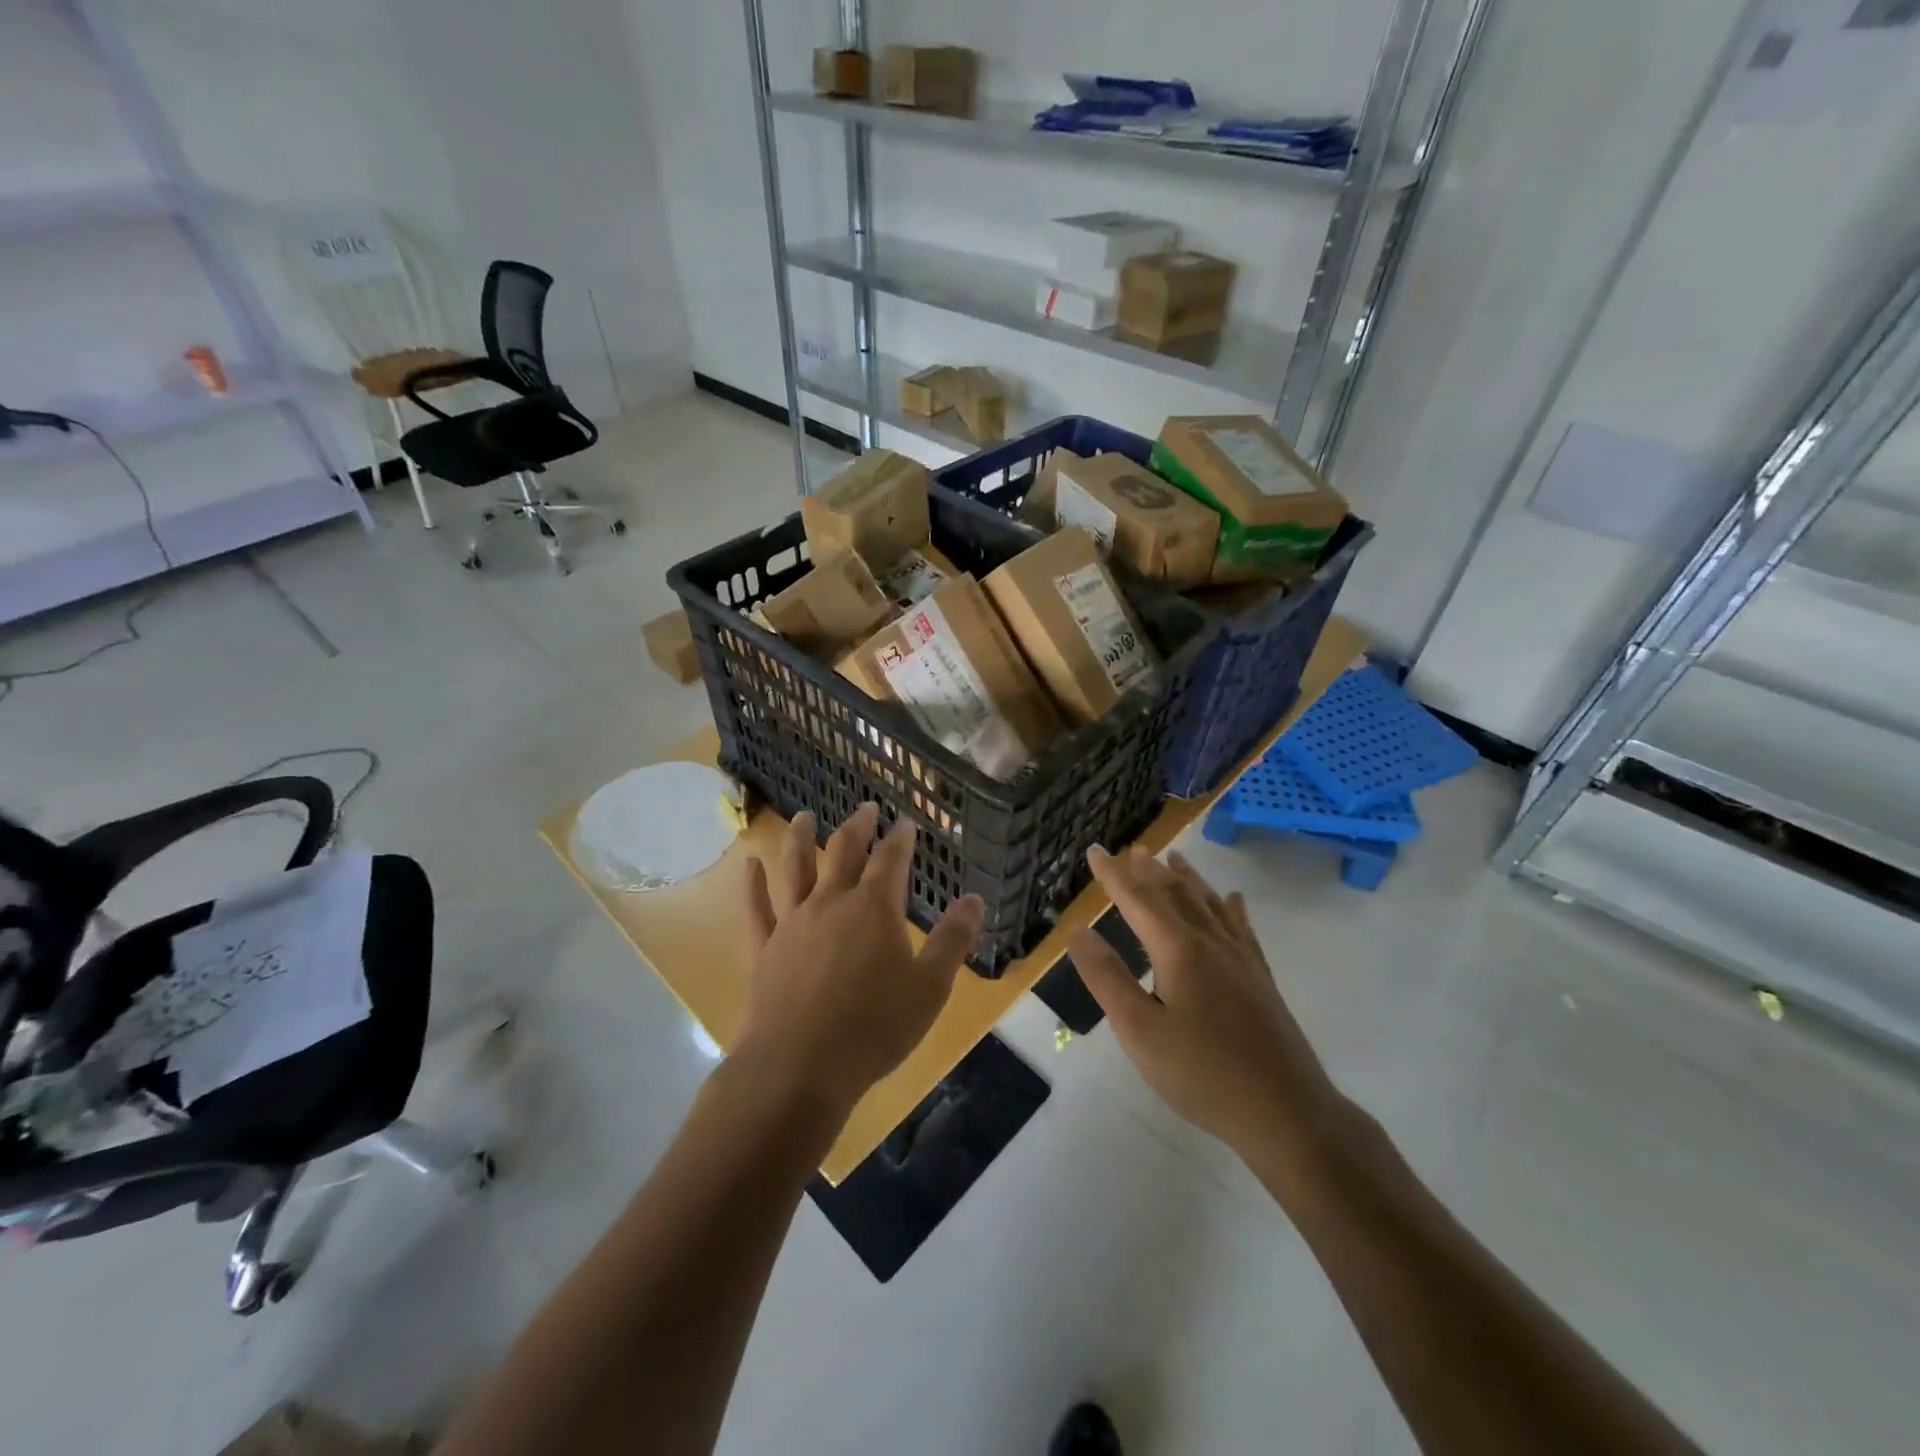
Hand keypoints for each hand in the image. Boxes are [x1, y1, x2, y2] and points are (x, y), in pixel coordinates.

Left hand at [733, 803, 983, 1118]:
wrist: (800, 1067)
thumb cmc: (874, 1028)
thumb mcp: (930, 987)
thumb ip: (953, 940)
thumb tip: (974, 899)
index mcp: (874, 908)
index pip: (891, 859)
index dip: (901, 838)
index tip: (906, 822)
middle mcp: (831, 902)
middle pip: (844, 852)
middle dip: (858, 827)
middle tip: (866, 808)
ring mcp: (793, 922)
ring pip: (795, 868)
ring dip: (801, 839)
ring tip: (805, 817)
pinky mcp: (764, 948)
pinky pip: (756, 907)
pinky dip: (752, 884)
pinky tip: (749, 864)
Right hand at [1070, 846, 1347, 1174]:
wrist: (1287, 1113)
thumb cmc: (1203, 1074)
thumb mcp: (1140, 1031)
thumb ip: (1107, 977)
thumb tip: (1077, 930)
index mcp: (1178, 950)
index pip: (1137, 900)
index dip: (1112, 875)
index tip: (1094, 850)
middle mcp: (1211, 943)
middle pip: (1176, 895)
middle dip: (1150, 871)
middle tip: (1134, 850)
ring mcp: (1242, 959)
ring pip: (1209, 905)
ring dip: (1188, 879)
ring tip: (1174, 859)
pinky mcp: (1261, 979)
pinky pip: (1242, 928)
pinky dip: (1230, 907)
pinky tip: (1232, 899)